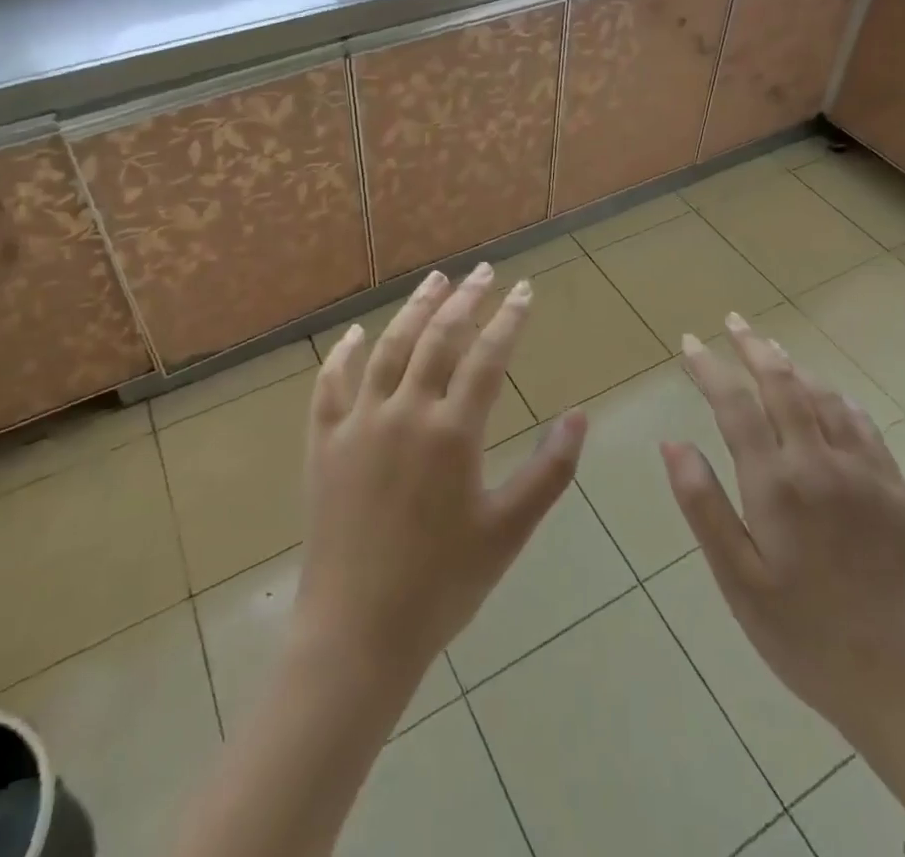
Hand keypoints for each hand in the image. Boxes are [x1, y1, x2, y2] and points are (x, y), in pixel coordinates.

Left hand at [292, 264, 586, 684]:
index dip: (509, 318)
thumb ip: (549, 472)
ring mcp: (358, 423)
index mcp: (452, 433)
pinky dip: (343, 355)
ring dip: (413, 309)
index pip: (487, 356)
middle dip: (465, 299)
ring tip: (435, 280)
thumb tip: (580, 416)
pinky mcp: (324, 443)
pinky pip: (331, 385)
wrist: (357, 633)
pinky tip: (355, 335)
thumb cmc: (442, 585)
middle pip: (438, 338)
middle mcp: (404, 413)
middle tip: (484, 272)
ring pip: (388, 348)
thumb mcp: (508, 531)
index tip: (524, 289)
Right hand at [662, 314, 904, 747]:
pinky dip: (837, 398)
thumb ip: (702, 505)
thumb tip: (673, 443)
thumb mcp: (738, 580)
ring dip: (793, 367)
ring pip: (823, 397)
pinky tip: (829, 396)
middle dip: (753, 347)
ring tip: (770, 348)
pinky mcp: (894, 490)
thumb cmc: (805, 636)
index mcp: (776, 483)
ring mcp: (864, 473)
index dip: (708, 368)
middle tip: (732, 322)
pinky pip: (863, 424)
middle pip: (783, 384)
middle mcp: (819, 463)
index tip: (688, 343)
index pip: (735, 405)